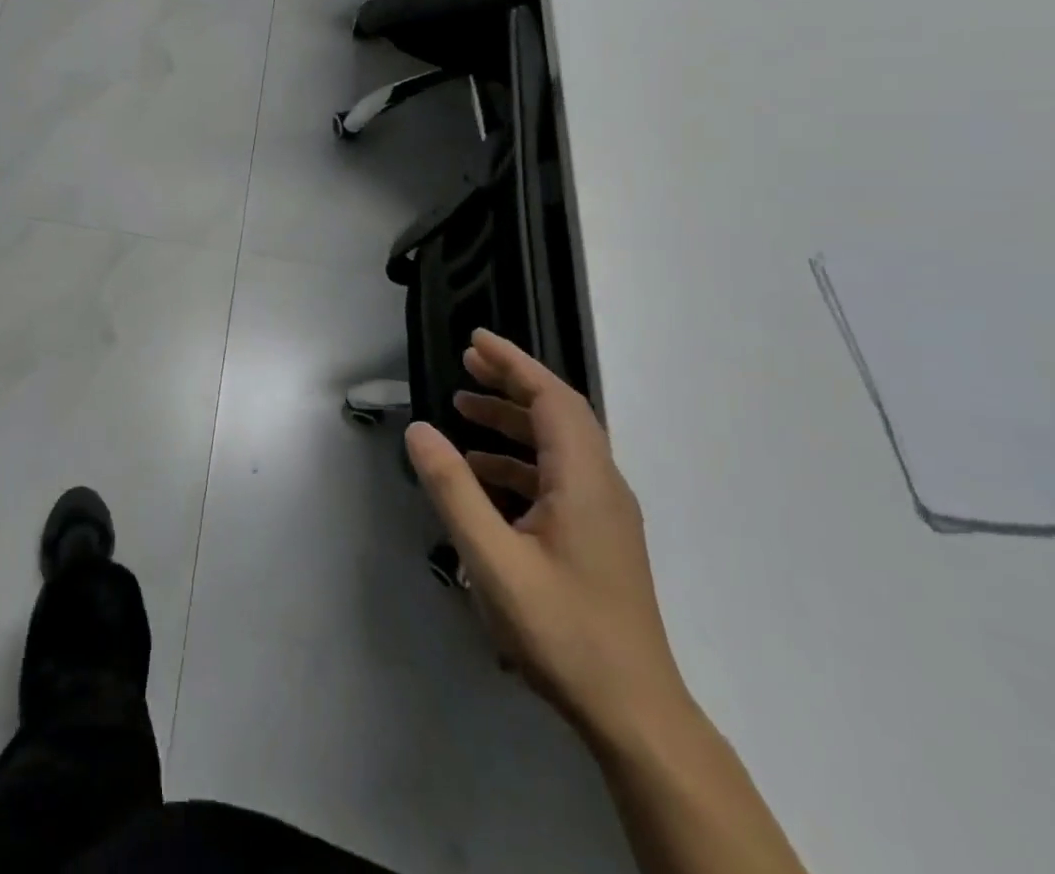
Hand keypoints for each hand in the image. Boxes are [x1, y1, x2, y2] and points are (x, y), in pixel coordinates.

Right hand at [405, 330, 689, 747]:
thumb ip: (454, 489)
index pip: (552, 398)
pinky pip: (557, 476)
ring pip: (558, 445)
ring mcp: (605, 514)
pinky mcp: (599, 537)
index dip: (514, 363)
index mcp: (584, 480)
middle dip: (512, 382)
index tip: (475, 340)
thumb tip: (419, 429)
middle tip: (466, 363)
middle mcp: (602, 486)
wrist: (634, 714)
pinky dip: (519, 459)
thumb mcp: (493, 559)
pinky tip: (484, 473)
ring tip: (464, 410)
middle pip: (559, 413)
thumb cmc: (563, 631)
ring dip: (513, 420)